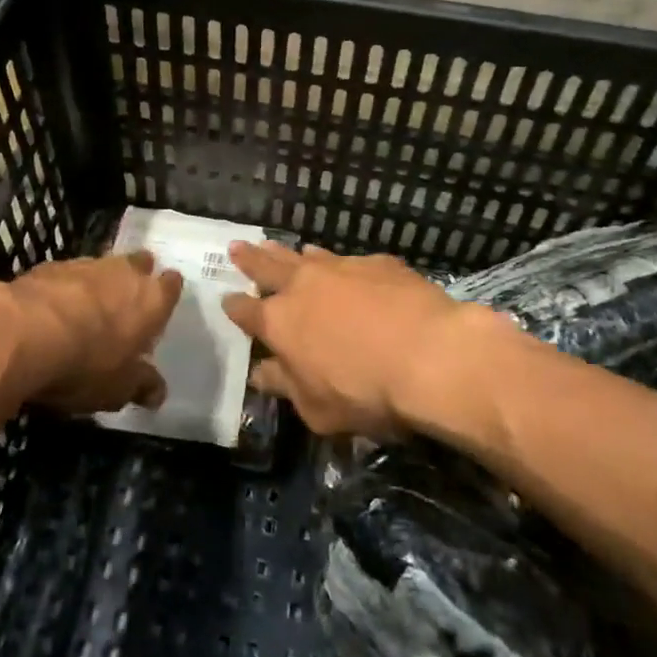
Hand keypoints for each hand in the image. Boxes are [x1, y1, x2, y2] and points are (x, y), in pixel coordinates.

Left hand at [0, 253, 182, 413]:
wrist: (24, 334)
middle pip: (139, 264)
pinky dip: (65, 288)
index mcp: (151, 300)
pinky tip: (53, 310)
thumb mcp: (118, 388)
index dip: (166, 292)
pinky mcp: (50, 266)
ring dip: (98, 283)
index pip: (171, 285)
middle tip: (126, 300)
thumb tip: (159, 393)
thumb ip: (141, 386)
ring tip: (87, 308)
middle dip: (135, 277)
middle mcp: (124, 272)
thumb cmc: (86, 364)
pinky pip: (67, 275)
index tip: (159, 306)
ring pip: (102, 266)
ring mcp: (86, 265)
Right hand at [222, 242, 469, 437]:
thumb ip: (285, 386)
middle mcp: (303, 285)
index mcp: (280, 322)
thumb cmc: (366, 392)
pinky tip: (347, 268)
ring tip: (284, 248)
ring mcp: (341, 268)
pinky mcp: (377, 263)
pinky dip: (339, 264)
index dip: (234, 307)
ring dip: (292, 254)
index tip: (226, 299)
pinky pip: (350, 260)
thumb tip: (260, 373)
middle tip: (236, 247)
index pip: (246, 311)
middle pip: (267, 266)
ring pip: (308, 256)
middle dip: (250, 259)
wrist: (429, 354)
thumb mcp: (317, 409)